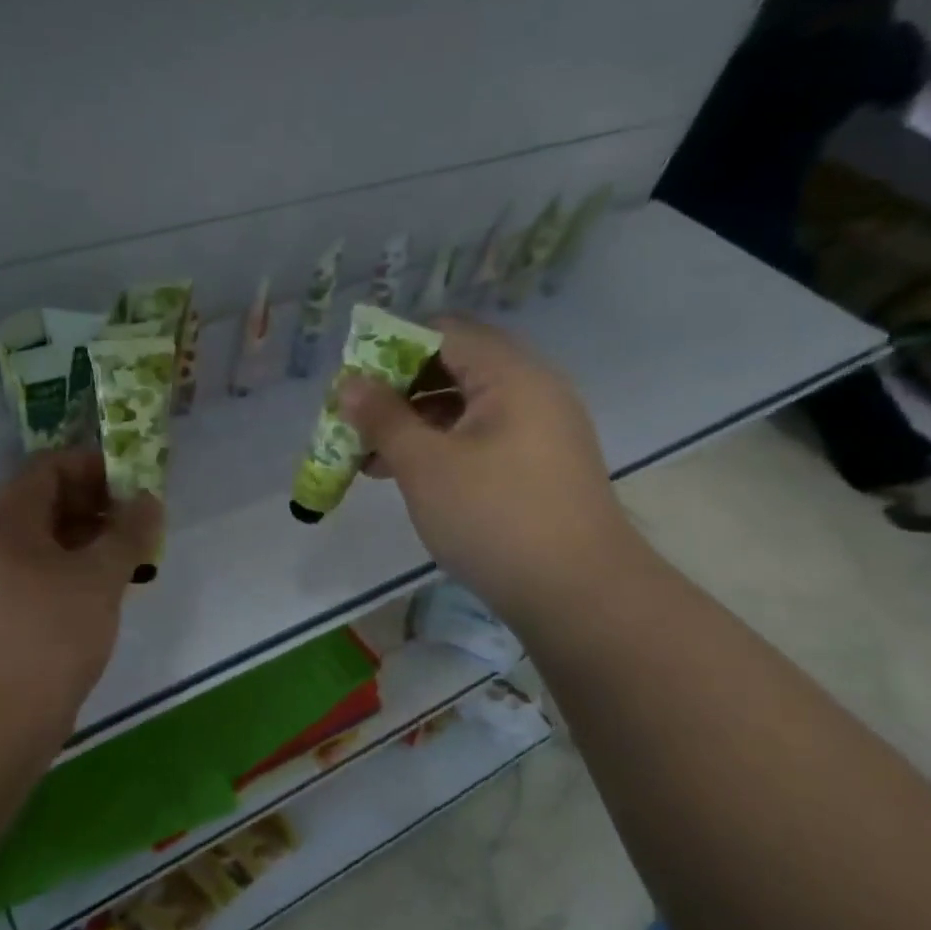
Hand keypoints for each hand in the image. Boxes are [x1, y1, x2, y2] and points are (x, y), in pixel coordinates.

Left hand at [0, 451, 161, 734]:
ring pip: (53, 543)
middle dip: (102, 507)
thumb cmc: (46, 634)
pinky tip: (111, 595)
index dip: (97, 467)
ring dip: (95, 544)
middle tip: (145, 527)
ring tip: (137, 562)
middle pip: (52, 502)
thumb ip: (128, 533)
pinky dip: (81, 576)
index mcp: (9, 516)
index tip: (139, 485)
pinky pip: (48, 577)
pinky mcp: (7, 616)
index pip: (52, 465)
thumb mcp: (98, 576)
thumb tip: (147, 500)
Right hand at [341, 316, 637, 632]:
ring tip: (369, 455)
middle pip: (453, 366)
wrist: (581, 597)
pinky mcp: (538, 464)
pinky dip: (441, 445)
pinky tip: (407, 474)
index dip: (390, 348)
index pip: (443, 332)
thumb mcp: (425, 465)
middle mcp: (532, 389)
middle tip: (357, 418)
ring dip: (414, 421)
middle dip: (398, 389)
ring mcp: (540, 428)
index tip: (353, 381)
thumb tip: (349, 384)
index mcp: (511, 374)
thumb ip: (383, 417)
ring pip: (464, 405)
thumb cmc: (495, 517)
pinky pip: (480, 435)